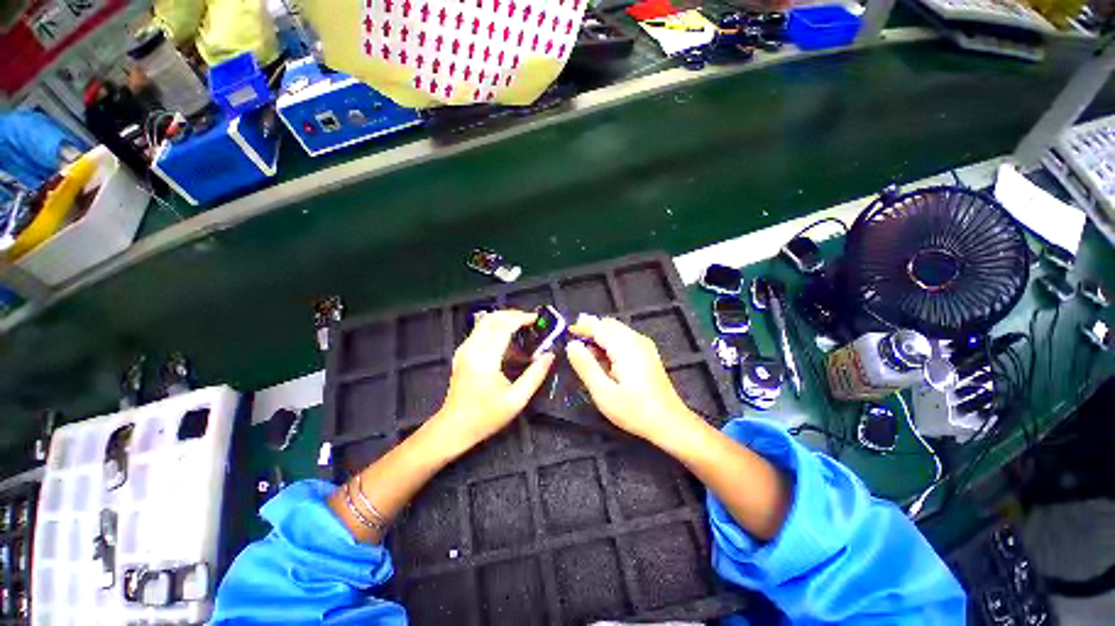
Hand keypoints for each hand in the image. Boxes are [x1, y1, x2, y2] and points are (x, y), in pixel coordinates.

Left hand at [432, 310, 554, 452]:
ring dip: (504, 320)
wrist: (454, 428)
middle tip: (531, 321)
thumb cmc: (486, 417)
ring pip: (485, 322)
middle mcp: (471, 349)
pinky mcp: (462, 353)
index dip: (521, 318)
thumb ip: (535, 375)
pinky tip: (508, 341)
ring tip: (523, 329)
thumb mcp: (516, 400)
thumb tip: (550, 355)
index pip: (503, 326)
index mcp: (484, 359)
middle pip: (492, 318)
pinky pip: (480, 331)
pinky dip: (496, 328)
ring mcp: (464, 349)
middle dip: (513, 314)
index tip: (537, 319)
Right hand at [566, 314, 701, 442]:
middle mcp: (636, 340)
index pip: (598, 327)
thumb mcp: (603, 392)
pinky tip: (603, 357)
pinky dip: (610, 341)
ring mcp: (644, 345)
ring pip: (617, 330)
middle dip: (590, 328)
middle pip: (609, 324)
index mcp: (624, 346)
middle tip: (574, 339)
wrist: (670, 422)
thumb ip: (585, 366)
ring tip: (585, 350)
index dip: (581, 328)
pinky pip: (624, 338)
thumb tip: (572, 345)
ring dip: (600, 335)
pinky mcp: (647, 353)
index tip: (565, 333)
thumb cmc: (634, 410)